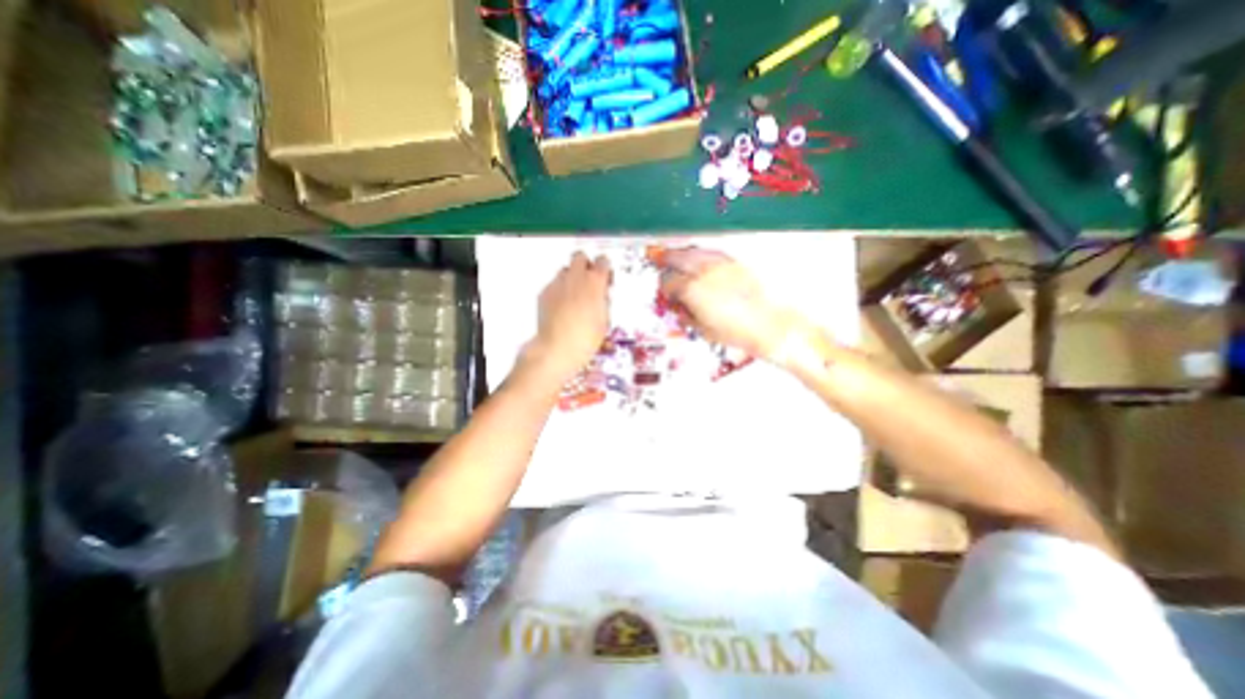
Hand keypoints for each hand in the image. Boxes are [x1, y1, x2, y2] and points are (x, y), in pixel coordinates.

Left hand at [522, 250, 610, 382]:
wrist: (557, 348)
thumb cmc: (587, 338)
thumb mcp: (604, 319)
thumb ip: (603, 301)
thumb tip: (601, 294)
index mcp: (595, 282)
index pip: (603, 261)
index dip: (605, 269)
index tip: (606, 280)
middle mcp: (575, 277)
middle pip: (580, 257)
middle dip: (585, 265)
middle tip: (589, 283)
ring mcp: (557, 283)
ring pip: (565, 270)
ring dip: (572, 278)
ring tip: (574, 297)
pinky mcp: (544, 292)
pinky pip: (554, 284)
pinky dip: (559, 291)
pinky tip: (561, 308)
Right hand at [660, 247, 806, 358]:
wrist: (769, 325)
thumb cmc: (736, 332)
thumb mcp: (703, 330)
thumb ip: (687, 317)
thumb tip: (680, 310)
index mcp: (692, 290)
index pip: (668, 282)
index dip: (663, 287)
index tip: (664, 291)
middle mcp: (704, 273)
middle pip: (677, 258)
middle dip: (665, 259)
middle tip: (658, 258)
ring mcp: (720, 266)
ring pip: (695, 251)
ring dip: (683, 253)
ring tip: (677, 254)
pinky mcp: (735, 264)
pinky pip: (713, 252)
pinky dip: (702, 253)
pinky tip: (701, 257)